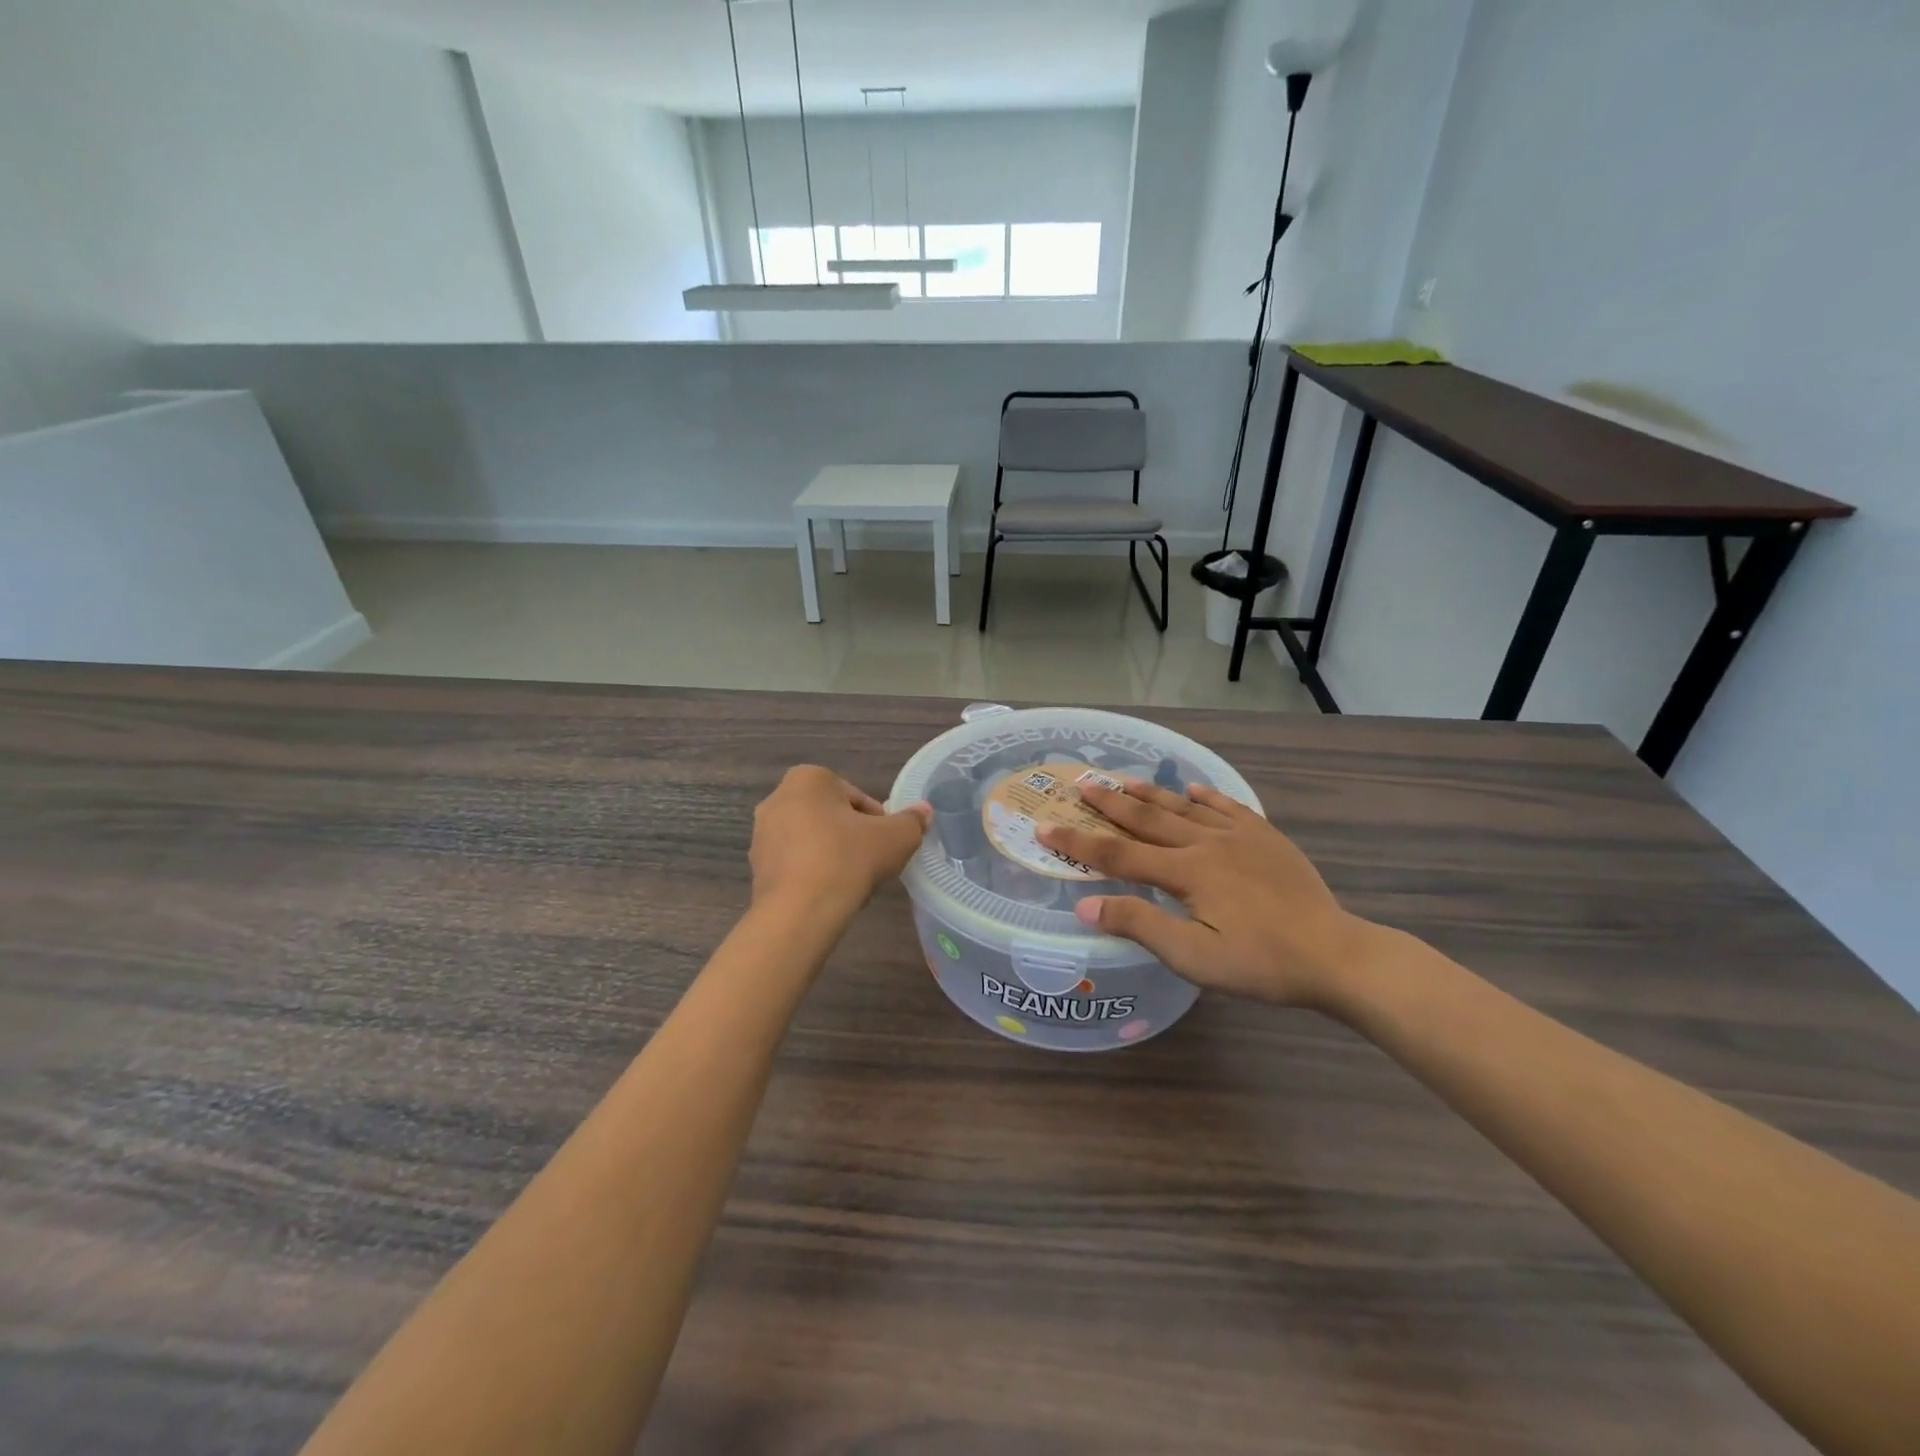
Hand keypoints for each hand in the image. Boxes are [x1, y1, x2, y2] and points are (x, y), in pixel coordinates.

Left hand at [749, 766, 929, 918]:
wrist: (800, 910)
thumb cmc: (848, 858)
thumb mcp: (896, 837)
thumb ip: (912, 821)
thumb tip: (924, 811)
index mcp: (808, 778)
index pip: (857, 797)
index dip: (879, 821)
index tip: (888, 844)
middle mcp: (777, 798)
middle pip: (832, 816)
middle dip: (853, 836)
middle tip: (874, 862)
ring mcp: (762, 834)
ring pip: (812, 840)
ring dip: (833, 855)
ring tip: (854, 882)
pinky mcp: (756, 868)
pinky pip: (795, 864)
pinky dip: (814, 874)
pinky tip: (830, 894)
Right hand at [1036, 780, 1375, 1007]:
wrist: (1335, 954)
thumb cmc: (1261, 963)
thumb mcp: (1194, 958)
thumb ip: (1140, 926)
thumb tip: (1086, 904)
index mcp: (1186, 872)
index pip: (1118, 854)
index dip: (1079, 843)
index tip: (1045, 826)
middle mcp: (1207, 844)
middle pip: (1148, 820)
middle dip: (1110, 803)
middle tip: (1081, 784)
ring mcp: (1240, 837)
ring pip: (1184, 808)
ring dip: (1150, 794)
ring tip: (1123, 779)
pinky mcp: (1267, 838)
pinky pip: (1229, 807)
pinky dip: (1206, 796)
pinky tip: (1194, 789)